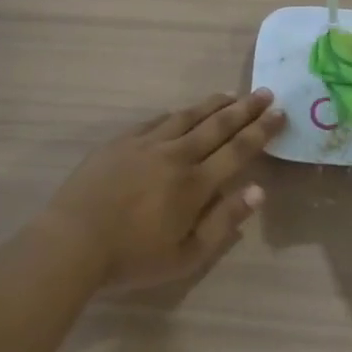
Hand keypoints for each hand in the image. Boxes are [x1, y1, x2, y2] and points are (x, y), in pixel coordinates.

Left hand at [38, 91, 283, 291]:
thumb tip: (258, 190)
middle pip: (218, 126)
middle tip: (265, 93)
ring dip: (213, 105)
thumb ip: (224, 222)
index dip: (262, 131)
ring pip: (187, 117)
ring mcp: (145, 144)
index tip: (280, 114)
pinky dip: (176, 114)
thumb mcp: (186, 256)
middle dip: (245, 109)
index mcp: (196, 184)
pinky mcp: (120, 143)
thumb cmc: (132, 258)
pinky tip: (182, 112)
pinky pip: (156, 121)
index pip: (238, 150)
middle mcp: (176, 155)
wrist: (71, 242)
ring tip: (232, 95)